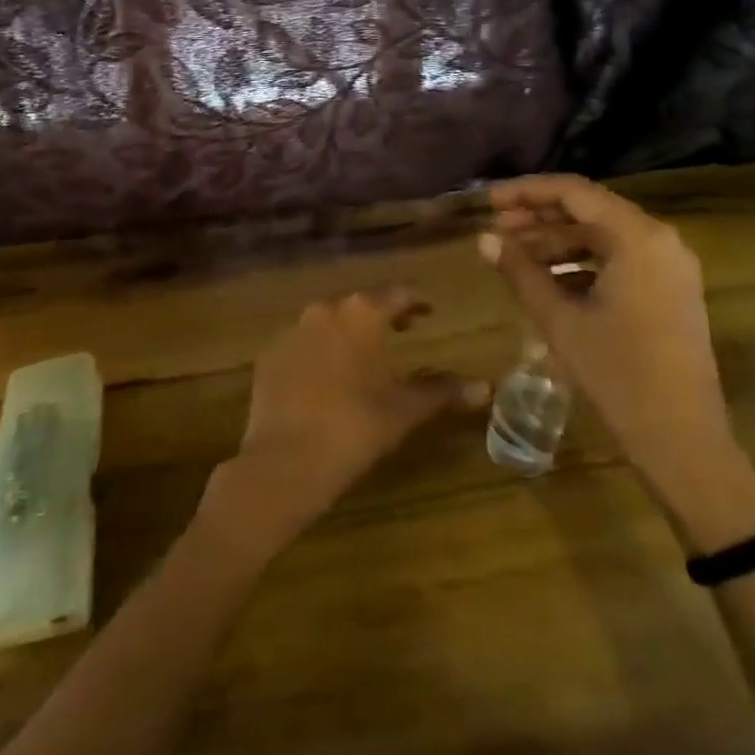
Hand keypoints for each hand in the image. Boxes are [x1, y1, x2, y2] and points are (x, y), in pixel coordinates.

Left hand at [201, 288, 488, 557]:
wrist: (284, 461)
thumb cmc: (354, 428)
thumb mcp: (404, 410)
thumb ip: (442, 391)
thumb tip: (484, 387)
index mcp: (361, 314)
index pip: (396, 293)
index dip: (415, 301)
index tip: (429, 310)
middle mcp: (324, 310)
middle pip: (360, 302)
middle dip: (382, 313)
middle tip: (403, 328)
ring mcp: (292, 330)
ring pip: (328, 319)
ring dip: (349, 329)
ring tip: (366, 352)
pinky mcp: (270, 354)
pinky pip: (302, 342)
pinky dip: (320, 349)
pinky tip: (328, 374)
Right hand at [480, 175, 751, 520]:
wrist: (684, 440)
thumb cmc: (618, 374)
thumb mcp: (560, 320)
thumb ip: (520, 272)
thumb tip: (483, 239)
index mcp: (637, 237)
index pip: (574, 192)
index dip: (527, 192)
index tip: (489, 202)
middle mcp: (660, 240)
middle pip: (590, 210)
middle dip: (539, 216)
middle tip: (495, 228)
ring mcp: (669, 267)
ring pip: (603, 236)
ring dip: (557, 242)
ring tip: (513, 255)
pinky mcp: (670, 291)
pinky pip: (619, 260)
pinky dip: (581, 263)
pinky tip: (547, 281)